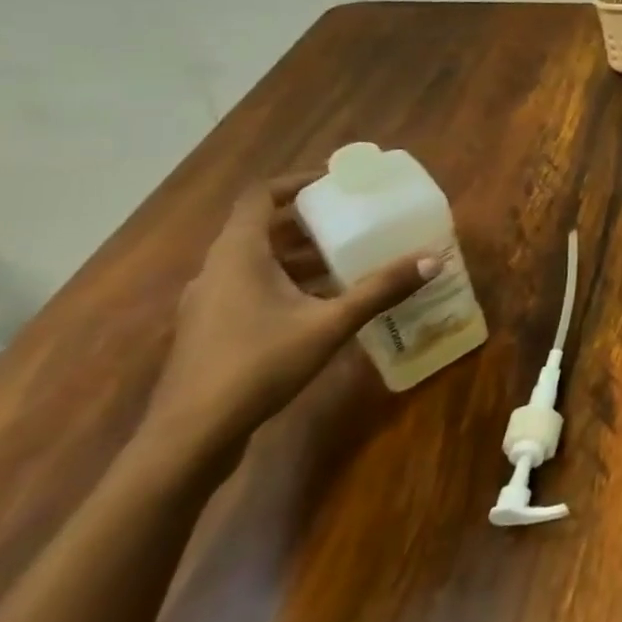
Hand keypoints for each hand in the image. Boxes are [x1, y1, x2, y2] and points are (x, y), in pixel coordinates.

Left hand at [142, 174, 435, 451]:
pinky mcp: (214, 331)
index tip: (337, 181)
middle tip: (355, 219)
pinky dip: (290, 283)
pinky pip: (254, 288)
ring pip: (260, 262)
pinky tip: (325, 303)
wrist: (189, 440)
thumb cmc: (256, 366)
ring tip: (350, 258)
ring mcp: (211, 303)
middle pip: (263, 228)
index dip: (297, 182)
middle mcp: (218, 271)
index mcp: (237, 255)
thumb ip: (380, 290)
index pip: (261, 196)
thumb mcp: (328, 325)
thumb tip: (433, 260)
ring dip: (302, 255)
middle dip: (311, 221)